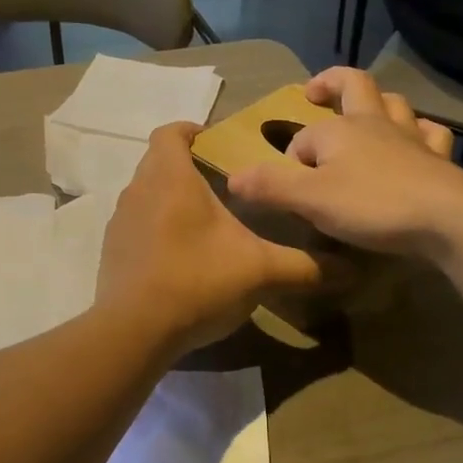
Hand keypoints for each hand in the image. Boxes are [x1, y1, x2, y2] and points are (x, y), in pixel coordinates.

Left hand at [96, 123, 323, 354]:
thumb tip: (351, 270)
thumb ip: (304, 267)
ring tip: (203, 222)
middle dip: (186, 166)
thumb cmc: (198, 281)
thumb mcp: (260, 271)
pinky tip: (179, 257)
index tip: (213, 141)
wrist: (134, 332)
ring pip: (145, 194)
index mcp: (171, 178)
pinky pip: (135, 226)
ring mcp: (120, 222)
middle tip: (221, 185)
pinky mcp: (111, 252)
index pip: (171, 132)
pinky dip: (154, 229)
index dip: (191, 130)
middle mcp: (138, 190)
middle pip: (158, 162)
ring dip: (168, 199)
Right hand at [227, 69, 462, 259]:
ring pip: (394, 103)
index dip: (291, 161)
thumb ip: (270, 186)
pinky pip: (430, 133)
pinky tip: (417, 141)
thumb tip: (232, 177)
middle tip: (316, 91)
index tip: (288, 192)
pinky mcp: (439, 158)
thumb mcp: (310, 199)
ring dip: (379, 102)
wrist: (448, 218)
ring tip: (367, 113)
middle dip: (332, 83)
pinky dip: (420, 131)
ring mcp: (411, 137)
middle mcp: (374, 123)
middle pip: (354, 86)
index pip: (303, 140)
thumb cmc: (373, 205)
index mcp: (339, 130)